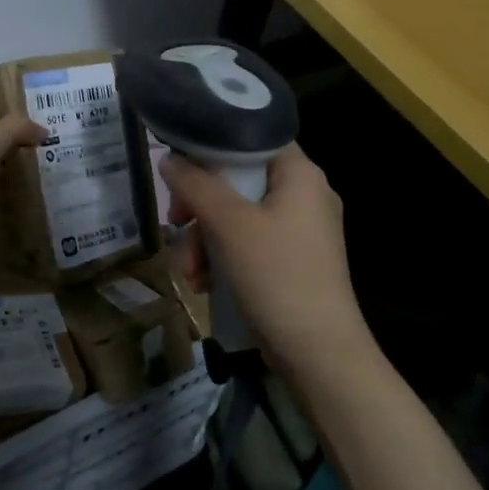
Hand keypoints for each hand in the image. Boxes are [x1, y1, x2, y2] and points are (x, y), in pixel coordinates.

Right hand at [160, 144, 371, 381]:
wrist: (319, 354)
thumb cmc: (276, 276)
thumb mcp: (229, 225)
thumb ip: (195, 185)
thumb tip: (169, 159)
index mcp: (300, 174)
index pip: (252, 135)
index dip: (212, 146)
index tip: (180, 169)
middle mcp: (305, 194)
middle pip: (238, 180)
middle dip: (200, 207)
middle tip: (176, 223)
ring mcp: (301, 230)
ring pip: (238, 215)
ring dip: (205, 239)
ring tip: (190, 272)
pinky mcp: (294, 260)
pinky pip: (250, 243)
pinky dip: (224, 258)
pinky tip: (204, 284)